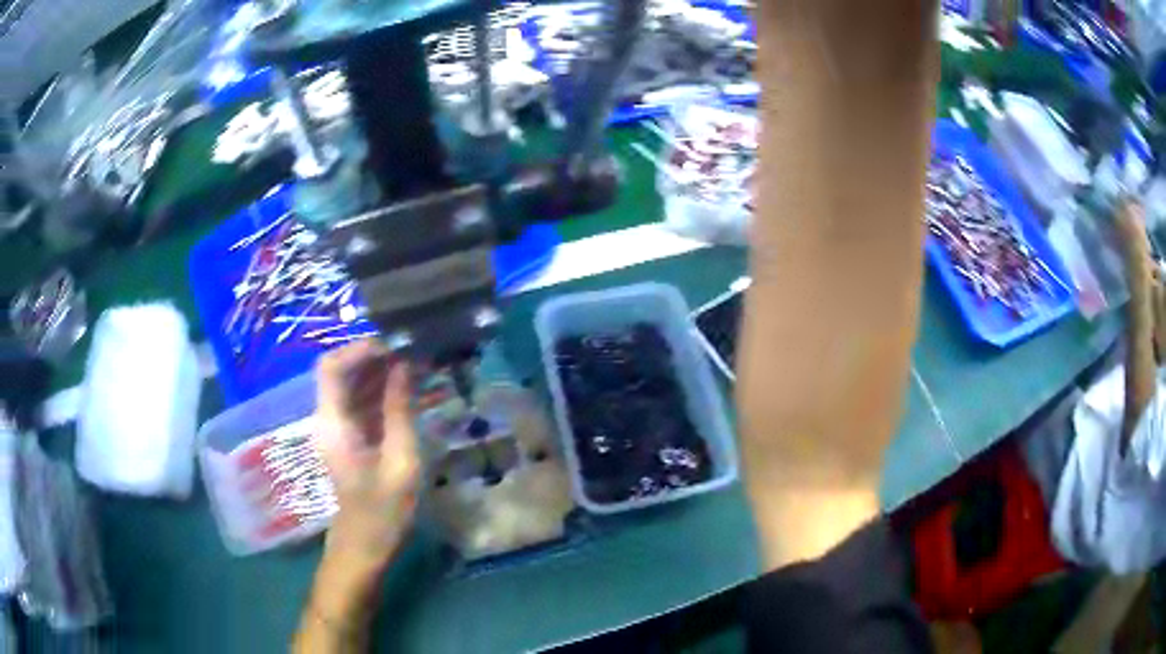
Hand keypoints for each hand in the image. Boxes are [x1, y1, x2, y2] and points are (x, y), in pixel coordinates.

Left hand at [315, 340, 419, 571]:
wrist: (363, 549)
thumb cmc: (382, 513)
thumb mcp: (400, 463)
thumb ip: (400, 412)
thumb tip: (404, 367)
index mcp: (333, 423)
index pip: (331, 367)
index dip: (359, 349)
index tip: (394, 345)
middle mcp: (329, 419)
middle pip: (342, 372)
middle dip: (376, 357)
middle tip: (415, 354)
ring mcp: (338, 430)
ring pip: (353, 386)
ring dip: (381, 374)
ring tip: (418, 368)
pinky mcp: (350, 439)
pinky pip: (362, 404)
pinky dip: (383, 393)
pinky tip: (411, 393)